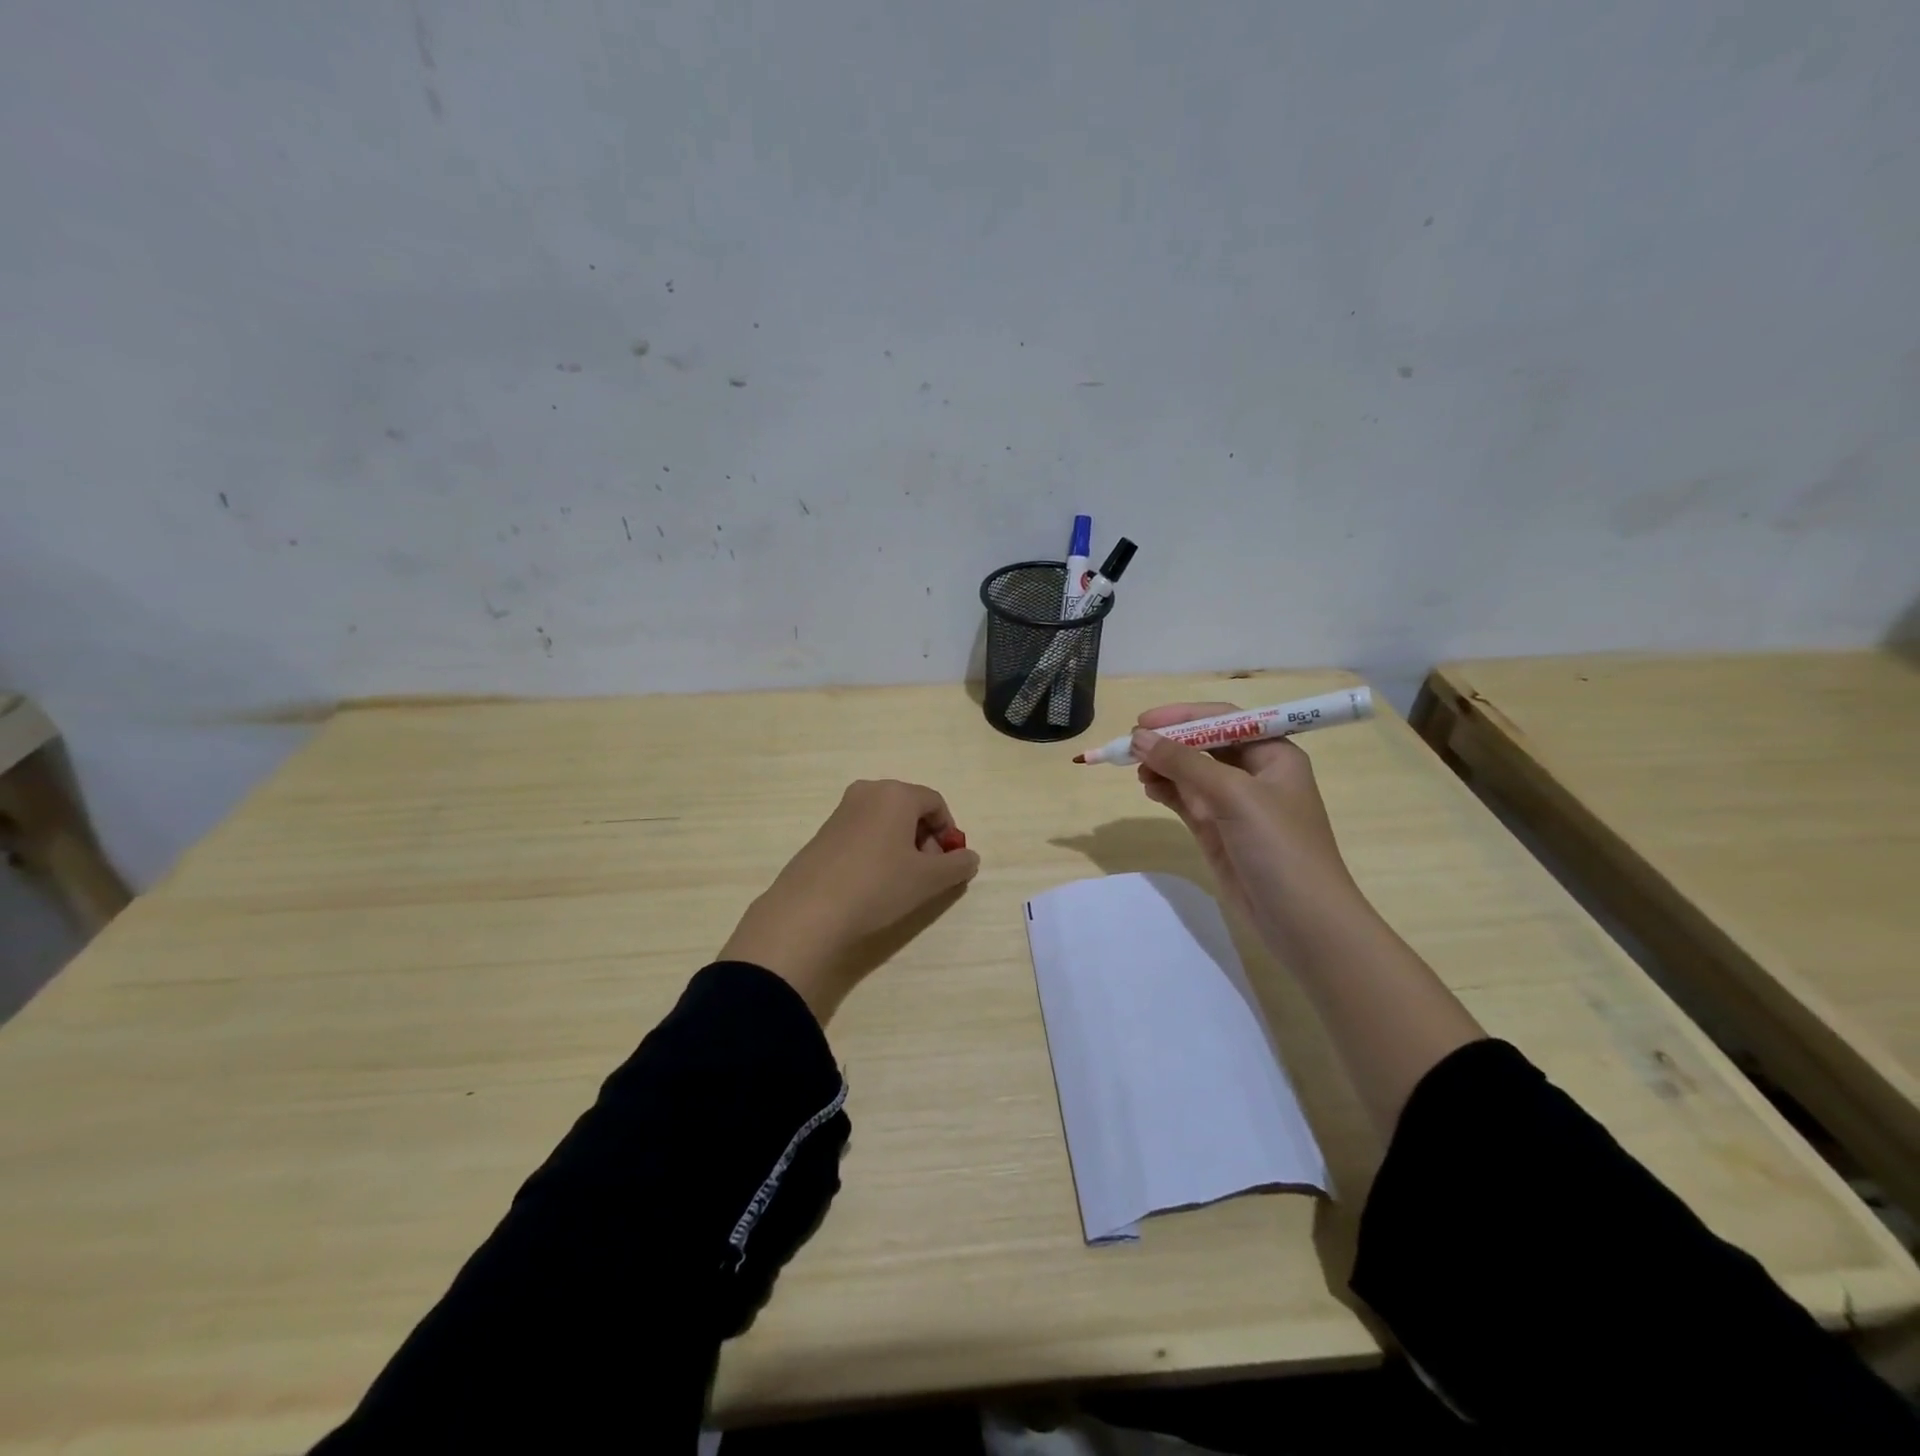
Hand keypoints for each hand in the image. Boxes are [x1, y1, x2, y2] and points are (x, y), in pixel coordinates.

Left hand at [720, 780, 981, 1023]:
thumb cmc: (878, 885)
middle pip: (910, 808)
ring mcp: (841, 810)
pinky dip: (876, 850)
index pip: (935, 802)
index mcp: (896, 793)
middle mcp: (868, 792)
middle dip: (925, 838)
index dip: (949, 832)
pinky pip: (863, 832)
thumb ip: (956, 866)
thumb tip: (969, 857)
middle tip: (927, 874)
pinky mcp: (823, 832)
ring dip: (901, 845)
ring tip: (899, 882)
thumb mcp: (928, 880)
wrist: (809, 911)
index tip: (948, 864)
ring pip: (885, 821)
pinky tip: (872, 883)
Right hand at [1131, 702, 1359, 932]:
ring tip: (1138, 773)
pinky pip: (1186, 800)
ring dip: (1164, 767)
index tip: (1143, 721)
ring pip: (1191, 773)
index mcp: (1273, 754)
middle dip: (1169, 743)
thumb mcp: (1233, 795)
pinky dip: (1166, 791)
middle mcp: (1255, 774)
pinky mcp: (1218, 831)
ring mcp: (1235, 805)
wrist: (1302, 921)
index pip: (1224, 720)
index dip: (1183, 716)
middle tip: (1132, 748)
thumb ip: (1185, 763)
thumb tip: (1139, 738)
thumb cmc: (1279, 847)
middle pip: (1204, 744)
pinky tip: (1149, 789)